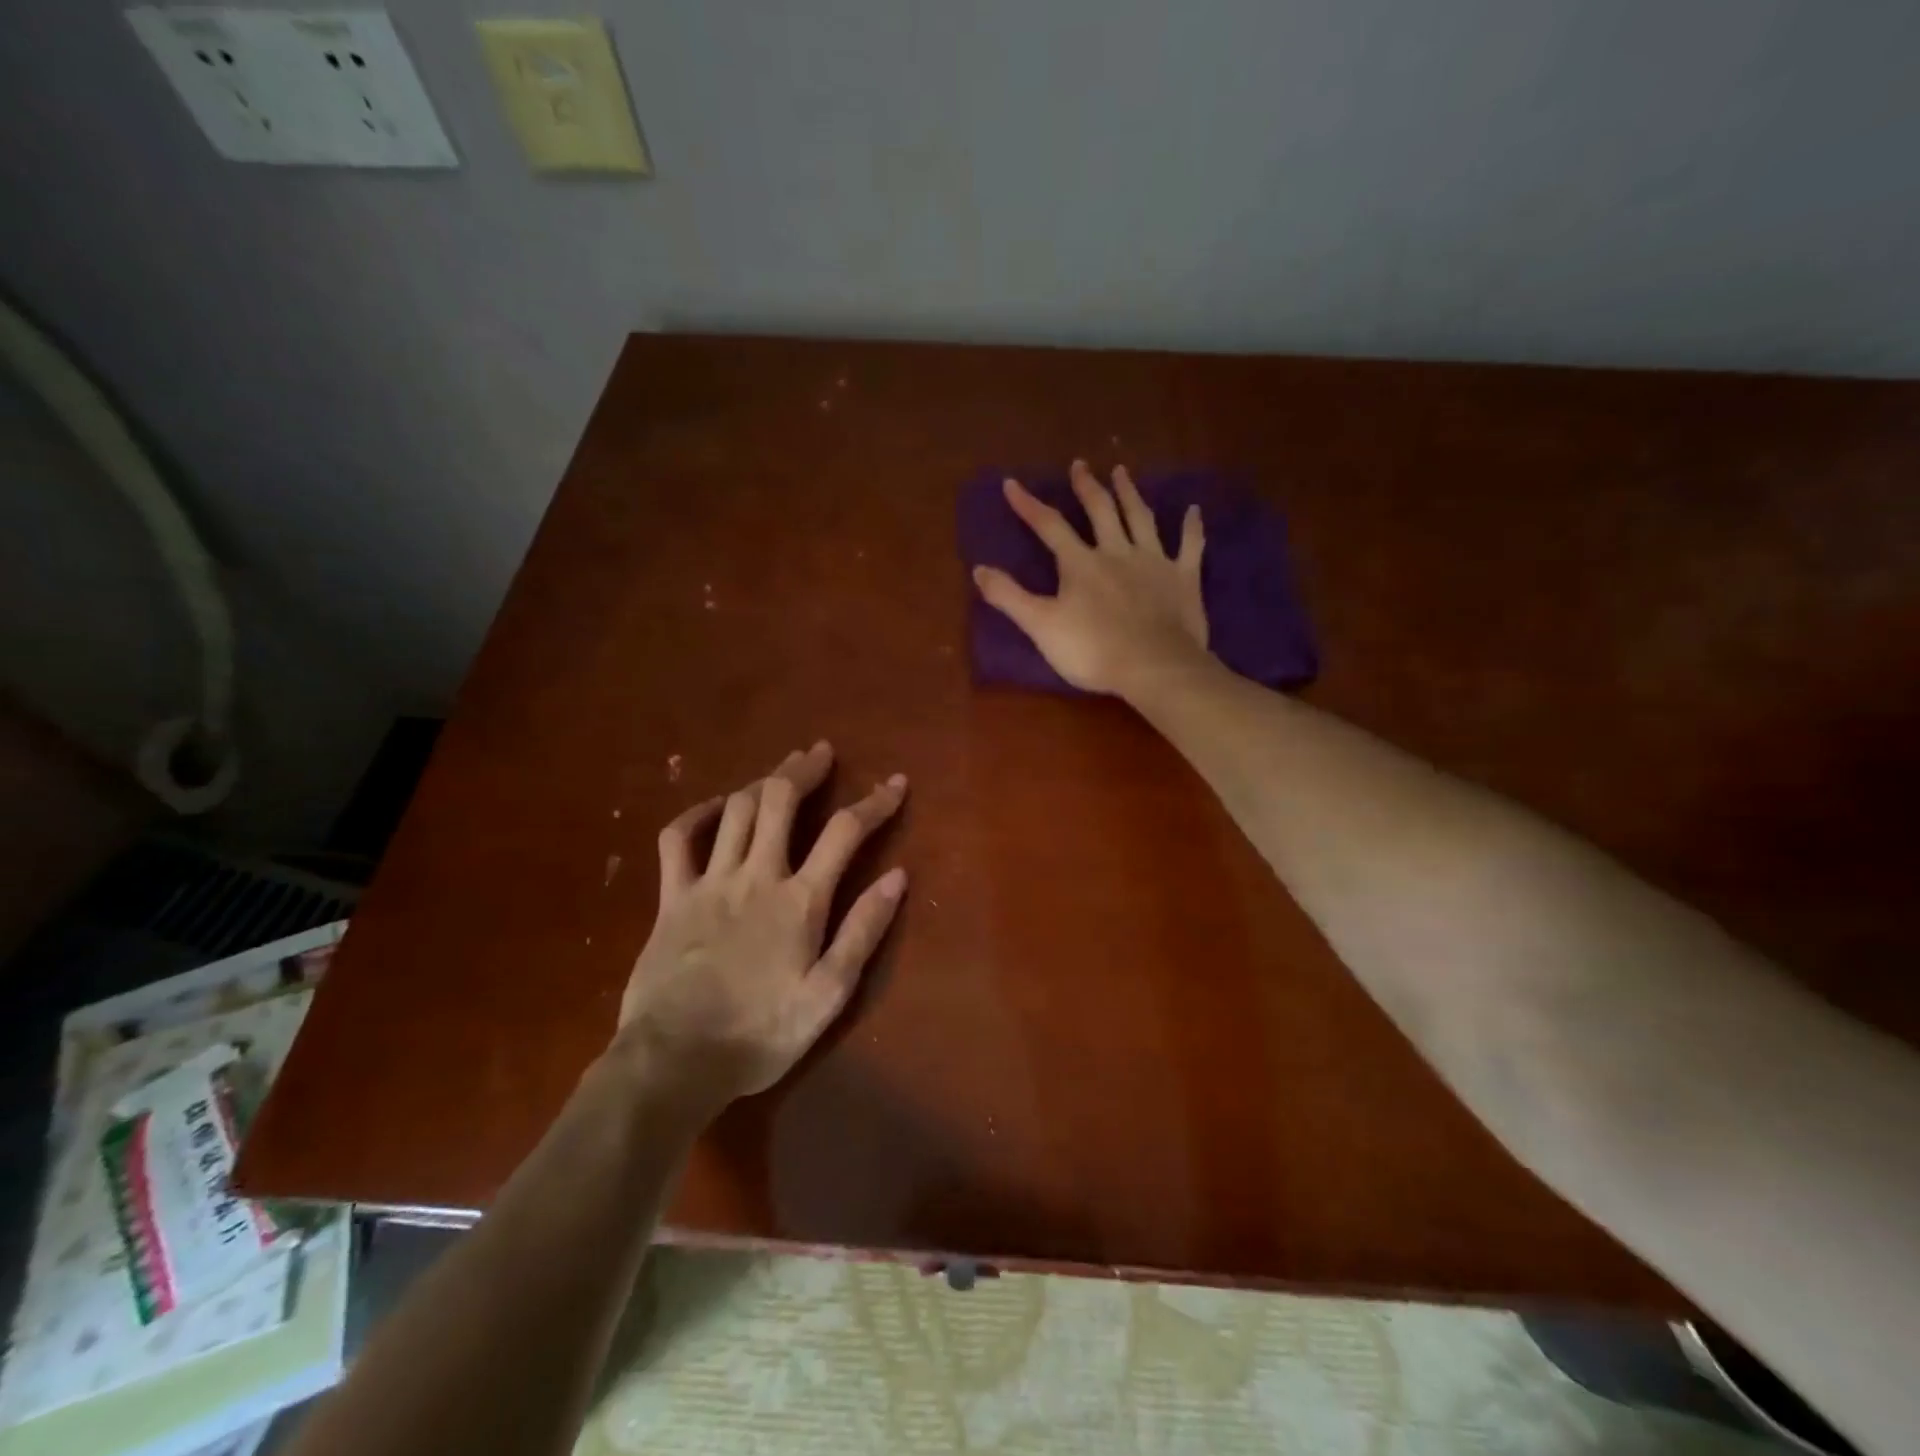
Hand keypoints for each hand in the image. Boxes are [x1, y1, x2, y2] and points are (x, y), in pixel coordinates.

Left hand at [614, 742, 907, 1118]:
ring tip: (781, 769)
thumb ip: (863, 931)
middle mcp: (756, 876)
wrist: (674, 1061)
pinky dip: (698, 814)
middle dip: (805, 769)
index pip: (846, 832)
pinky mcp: (672, 897)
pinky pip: (678, 840)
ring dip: (762, 780)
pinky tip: (716, 806)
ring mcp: (710, 882)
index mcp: (800, 900)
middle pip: (781, 801)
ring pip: (737, 810)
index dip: (875, 801)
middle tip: (821, 752)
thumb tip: (897, 877)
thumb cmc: (760, 1034)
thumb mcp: (828, 994)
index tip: (896, 782)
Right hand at [972, 460, 1209, 697]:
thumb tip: (978, 569)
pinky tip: (1194, 511)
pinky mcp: (1183, 578)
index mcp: (1081, 564)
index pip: (1050, 526)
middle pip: (1100, 511)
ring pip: (1141, 518)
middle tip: (1080, 465)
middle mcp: (1117, 552)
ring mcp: (1154, 562)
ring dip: (1130, 493)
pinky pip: (1189, 545)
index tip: (1012, 483)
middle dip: (1087, 487)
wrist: (1154, 666)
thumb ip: (1009, 597)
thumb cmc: (1093, 650)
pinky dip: (1192, 527)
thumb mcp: (1041, 626)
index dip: (1029, 505)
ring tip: (1122, 472)